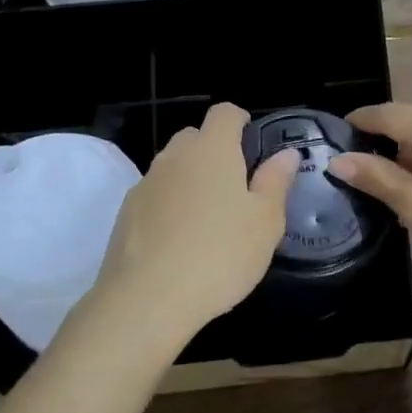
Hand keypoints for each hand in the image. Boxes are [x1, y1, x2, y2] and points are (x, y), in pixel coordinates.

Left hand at [88, 103, 296, 351]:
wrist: (147, 299)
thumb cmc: (219, 255)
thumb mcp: (265, 222)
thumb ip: (276, 182)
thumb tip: (286, 154)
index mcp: (212, 150)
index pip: (224, 113)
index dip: (240, 121)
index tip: (252, 144)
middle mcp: (174, 156)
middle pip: (195, 137)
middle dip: (215, 151)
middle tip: (236, 188)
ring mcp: (146, 183)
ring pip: (173, 167)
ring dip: (190, 180)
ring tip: (208, 219)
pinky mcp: (126, 212)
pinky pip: (155, 195)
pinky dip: (169, 206)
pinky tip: (179, 241)